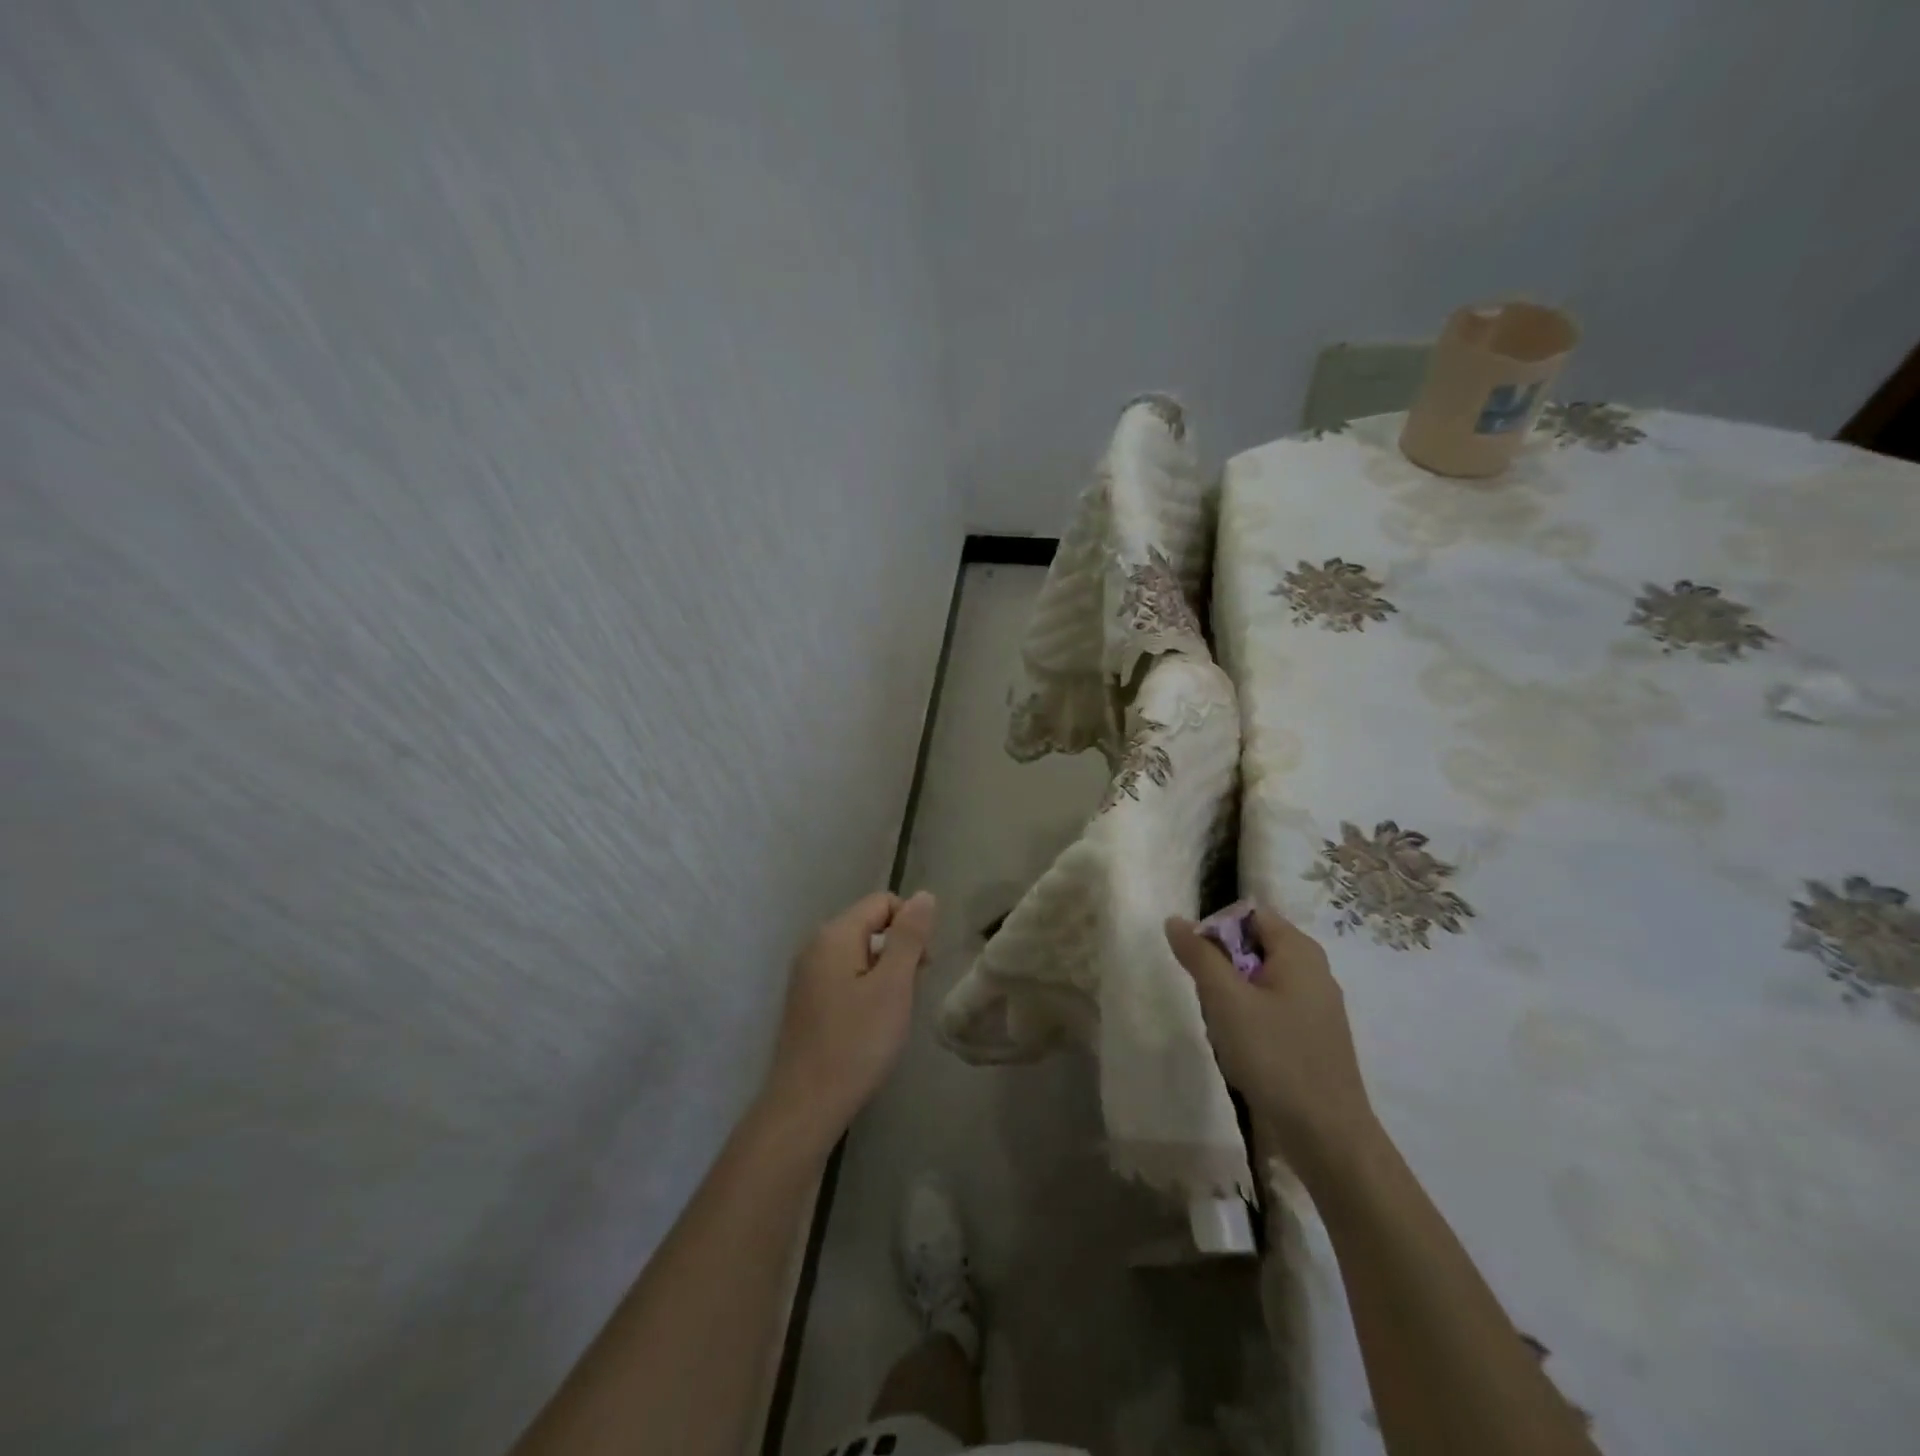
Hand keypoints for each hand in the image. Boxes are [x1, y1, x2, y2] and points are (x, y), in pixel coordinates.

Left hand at [762, 890, 937, 1147]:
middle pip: (870, 925)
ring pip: (859, 953)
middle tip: (910, 992)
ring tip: (892, 1012)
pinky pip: (845, 976)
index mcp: (834, 934)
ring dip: (884, 973)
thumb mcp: (893, 985)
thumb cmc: (856, 1042)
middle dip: (899, 950)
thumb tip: (924, 895)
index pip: (883, 902)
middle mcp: (815, 945)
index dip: (911, 925)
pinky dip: (865, 989)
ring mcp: (807, 974)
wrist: (806, 1105)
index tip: (923, 967)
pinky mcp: (807, 1000)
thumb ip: (909, 936)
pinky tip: (871, 1024)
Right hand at [1165, 906, 1377, 1175]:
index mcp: (1299, 951)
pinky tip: (1240, 1051)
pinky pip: (1268, 1009)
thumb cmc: (1275, 1057)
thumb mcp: (1226, 1000)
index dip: (1216, 930)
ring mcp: (1315, 1005)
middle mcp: (1312, 970)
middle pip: (1250, 947)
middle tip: (1210, 1001)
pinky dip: (1248, 1021)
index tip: (1197, 963)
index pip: (1248, 914)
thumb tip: (1175, 919)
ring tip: (1224, 1031)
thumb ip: (1199, 955)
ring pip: (1255, 981)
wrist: (1327, 1136)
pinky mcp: (1311, 1036)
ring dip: (1230, 999)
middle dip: (1221, 970)